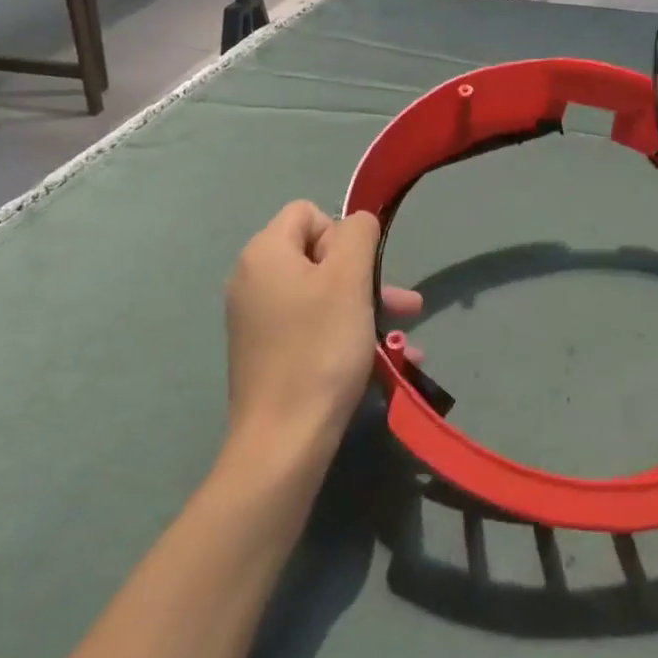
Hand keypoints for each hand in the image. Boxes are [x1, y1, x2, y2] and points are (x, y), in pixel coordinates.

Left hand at [224, 202, 422, 459]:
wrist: (283, 444)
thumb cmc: (319, 349)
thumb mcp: (349, 278)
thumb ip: (358, 233)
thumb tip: (357, 223)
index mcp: (264, 253)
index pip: (309, 213)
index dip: (342, 235)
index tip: (358, 273)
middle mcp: (253, 280)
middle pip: (318, 255)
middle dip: (364, 277)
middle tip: (401, 304)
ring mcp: (257, 320)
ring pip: (322, 294)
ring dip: (365, 308)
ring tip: (404, 337)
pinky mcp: (266, 354)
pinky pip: (313, 327)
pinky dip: (345, 335)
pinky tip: (383, 360)